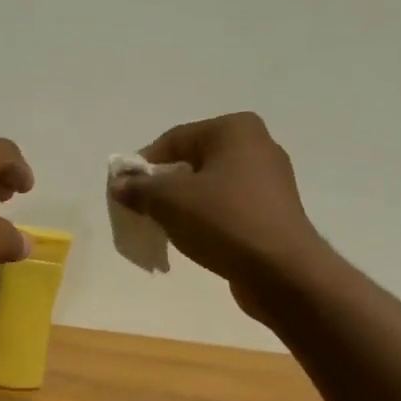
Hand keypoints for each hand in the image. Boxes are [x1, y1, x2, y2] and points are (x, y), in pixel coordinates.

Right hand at [111, 112, 326, 314]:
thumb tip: (120, 184)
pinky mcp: (272, 212)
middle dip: (163, 187)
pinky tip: (195, 241)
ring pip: (210, 187)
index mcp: (234, 129)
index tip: (125, 193)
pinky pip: (228, 209)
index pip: (173, 140)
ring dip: (183, 206)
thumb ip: (139, 188)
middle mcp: (257, 146)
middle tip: (143, 212)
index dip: (143, 165)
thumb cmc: (224, 221)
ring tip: (166, 230)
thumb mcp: (169, 200)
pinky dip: (206, 220)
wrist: (280, 270)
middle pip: (192, 162)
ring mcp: (269, 181)